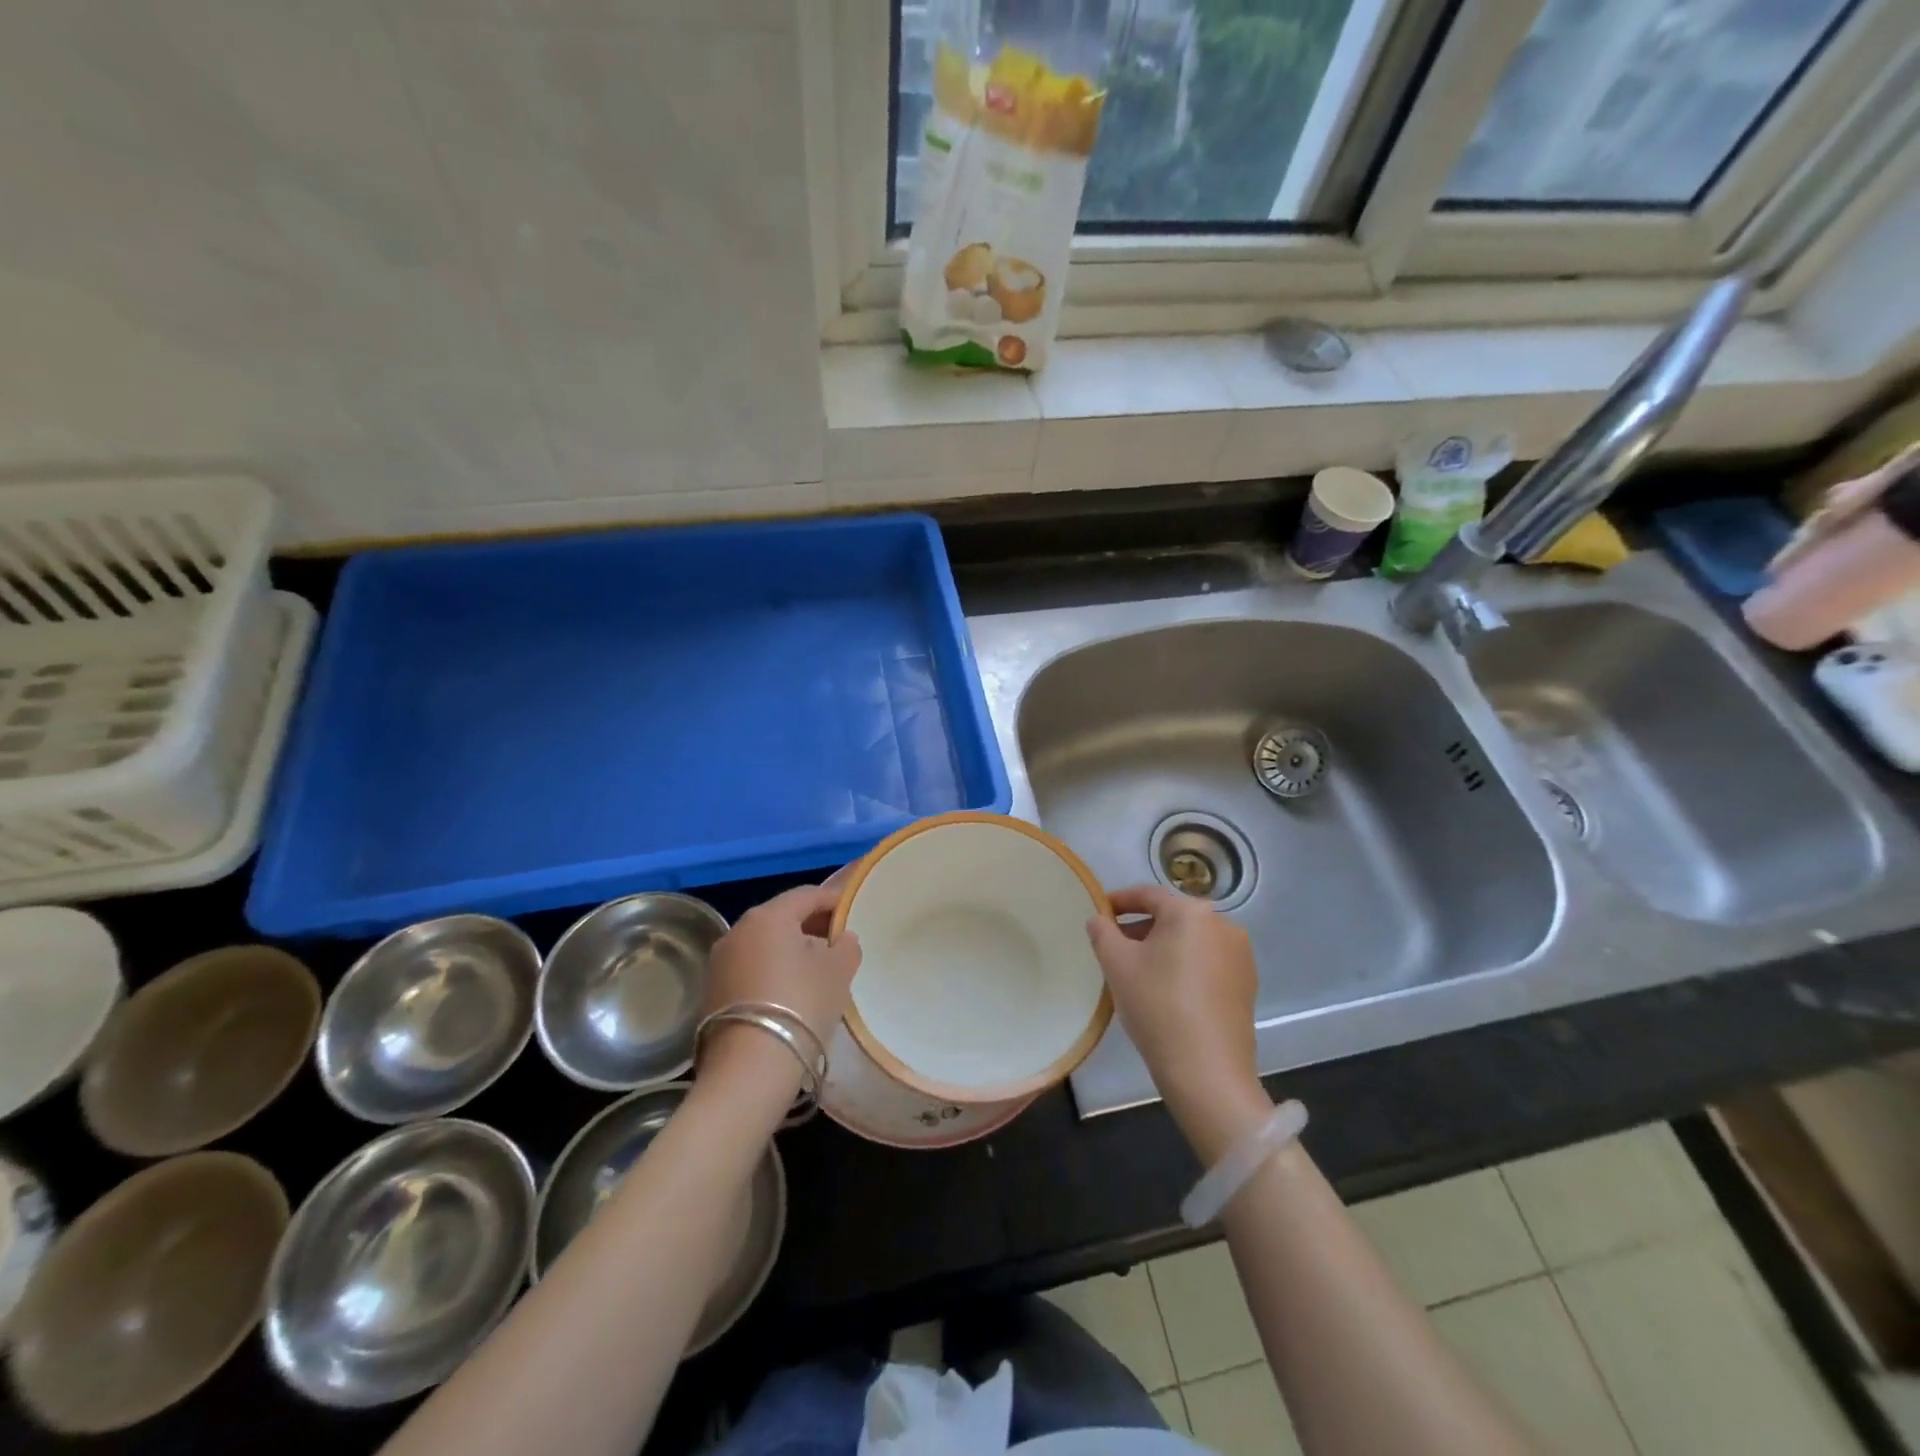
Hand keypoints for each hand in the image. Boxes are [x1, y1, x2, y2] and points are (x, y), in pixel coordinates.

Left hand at [698, 883, 861, 1099]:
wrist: (749, 1068)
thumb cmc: (801, 1005)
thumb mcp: (838, 972)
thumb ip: (846, 946)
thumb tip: (843, 937)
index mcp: (768, 917)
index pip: (806, 895)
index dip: (831, 900)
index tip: (850, 911)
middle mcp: (738, 930)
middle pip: (781, 917)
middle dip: (809, 924)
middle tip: (835, 939)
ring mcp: (719, 962)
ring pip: (762, 943)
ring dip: (788, 949)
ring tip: (814, 968)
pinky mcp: (710, 991)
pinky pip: (748, 968)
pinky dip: (769, 970)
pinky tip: (788, 991)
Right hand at [1087, 886, 1266, 1161]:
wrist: (1208, 1072)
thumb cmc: (1157, 1007)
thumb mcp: (1117, 965)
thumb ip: (1102, 932)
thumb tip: (1100, 919)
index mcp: (1191, 912)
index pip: (1148, 894)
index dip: (1119, 901)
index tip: (1099, 912)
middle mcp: (1223, 924)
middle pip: (1172, 917)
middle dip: (1141, 928)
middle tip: (1114, 948)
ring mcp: (1240, 955)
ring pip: (1191, 940)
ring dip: (1164, 948)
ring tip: (1139, 972)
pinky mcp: (1247, 984)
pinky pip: (1208, 962)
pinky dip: (1185, 966)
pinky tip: (1168, 992)